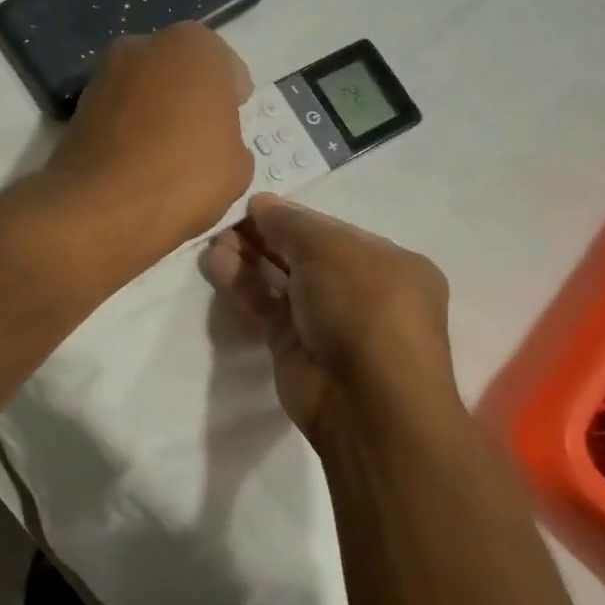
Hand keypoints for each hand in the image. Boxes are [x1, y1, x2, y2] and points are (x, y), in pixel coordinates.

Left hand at [42, 23, 253, 267]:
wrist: (102, 207)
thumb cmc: (184, 176)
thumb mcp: (237, 167)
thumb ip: (231, 141)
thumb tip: (213, 144)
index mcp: (193, 46)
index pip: (226, 70)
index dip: (231, 103)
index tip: (229, 131)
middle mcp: (143, 45)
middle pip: (179, 73)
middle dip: (189, 100)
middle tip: (197, 142)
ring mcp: (103, 73)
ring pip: (144, 91)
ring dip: (155, 113)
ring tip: (163, 158)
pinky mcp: (77, 105)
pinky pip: (117, 114)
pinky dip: (127, 131)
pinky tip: (134, 165)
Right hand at [204, 195, 458, 453]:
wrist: (367, 401)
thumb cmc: (364, 307)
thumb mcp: (330, 250)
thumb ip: (291, 223)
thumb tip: (260, 203)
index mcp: (389, 264)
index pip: (333, 233)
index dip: (293, 217)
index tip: (254, 205)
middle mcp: (361, 292)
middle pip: (305, 255)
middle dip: (267, 236)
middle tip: (227, 221)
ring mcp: (327, 323)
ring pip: (282, 282)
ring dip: (250, 258)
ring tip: (215, 238)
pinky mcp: (295, 348)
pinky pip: (266, 307)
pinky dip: (243, 285)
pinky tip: (217, 262)